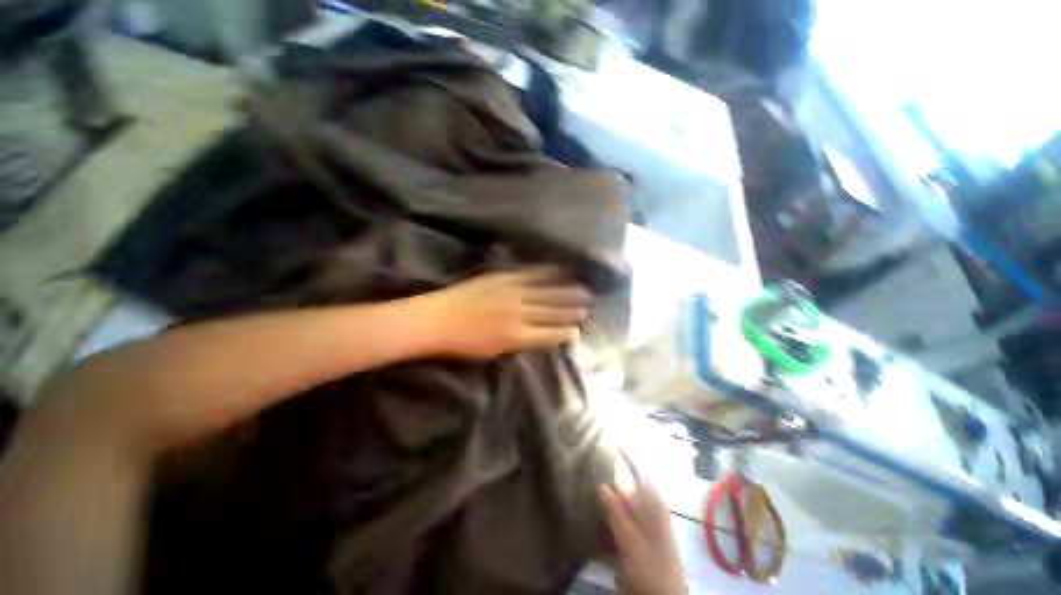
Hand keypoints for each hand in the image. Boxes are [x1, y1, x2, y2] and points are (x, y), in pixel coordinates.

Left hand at [414, 267, 591, 358]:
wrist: (437, 319)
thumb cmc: (462, 343)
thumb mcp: (493, 352)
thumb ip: (518, 343)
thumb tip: (539, 337)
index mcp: (516, 336)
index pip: (549, 334)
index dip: (565, 333)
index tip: (579, 331)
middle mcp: (520, 314)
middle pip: (552, 311)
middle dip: (572, 309)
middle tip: (590, 306)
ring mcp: (512, 293)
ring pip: (546, 292)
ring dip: (566, 291)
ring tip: (583, 289)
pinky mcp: (504, 278)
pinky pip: (531, 273)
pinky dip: (547, 272)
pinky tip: (559, 269)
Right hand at [599, 451, 687, 594]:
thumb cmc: (650, 565)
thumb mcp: (630, 539)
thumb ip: (616, 512)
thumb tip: (601, 484)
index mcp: (653, 505)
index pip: (641, 472)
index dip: (630, 457)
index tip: (616, 442)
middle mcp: (652, 509)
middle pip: (632, 485)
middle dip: (615, 474)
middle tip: (595, 465)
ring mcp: (648, 523)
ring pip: (628, 500)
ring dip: (613, 493)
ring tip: (593, 484)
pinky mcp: (642, 535)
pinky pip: (626, 515)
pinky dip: (614, 510)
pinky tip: (602, 513)